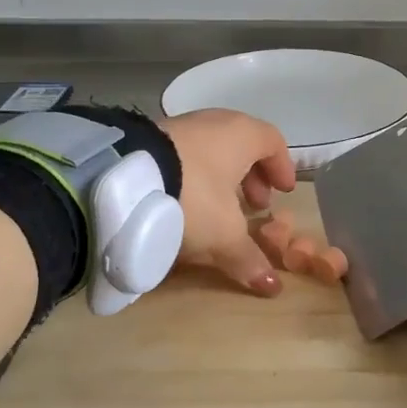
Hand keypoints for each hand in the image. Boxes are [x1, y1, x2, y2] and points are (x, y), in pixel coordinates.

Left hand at [160, 109, 296, 294]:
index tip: (283, 192)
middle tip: (255, 205)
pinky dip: (195, 175)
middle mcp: (215, 122)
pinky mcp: (150, 137)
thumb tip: (272, 285)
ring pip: (212, 149)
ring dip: (222, 176)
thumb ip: (249, 257)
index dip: (282, 167)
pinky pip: (185, 154)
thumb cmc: (193, 197)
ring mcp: (180, 126)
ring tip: (220, 207)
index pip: (273, 141)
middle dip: (252, 176)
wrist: (123, 179)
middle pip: (243, 145)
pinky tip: (186, 201)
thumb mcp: (224, 234)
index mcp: (242, 134)